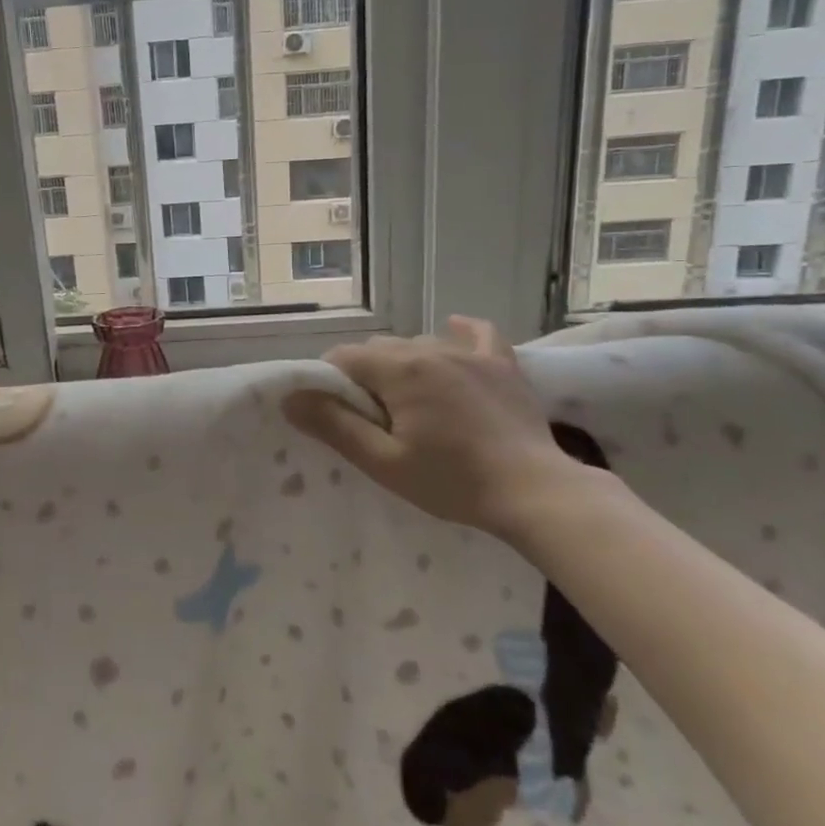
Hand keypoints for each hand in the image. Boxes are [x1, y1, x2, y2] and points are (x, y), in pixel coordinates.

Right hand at [282, 316, 598, 543]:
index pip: (345, 358)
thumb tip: (291, 398)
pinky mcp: (503, 365)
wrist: (533, 492)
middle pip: (380, 350)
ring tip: (411, 402)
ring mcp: (471, 354)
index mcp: (400, 370)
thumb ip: (335, 426)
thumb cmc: (452, 481)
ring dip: (404, 364)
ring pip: (420, 343)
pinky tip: (452, 332)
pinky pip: (477, 333)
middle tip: (374, 418)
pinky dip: (459, 333)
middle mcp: (432, 349)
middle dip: (367, 376)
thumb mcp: (384, 462)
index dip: (332, 383)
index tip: (339, 415)